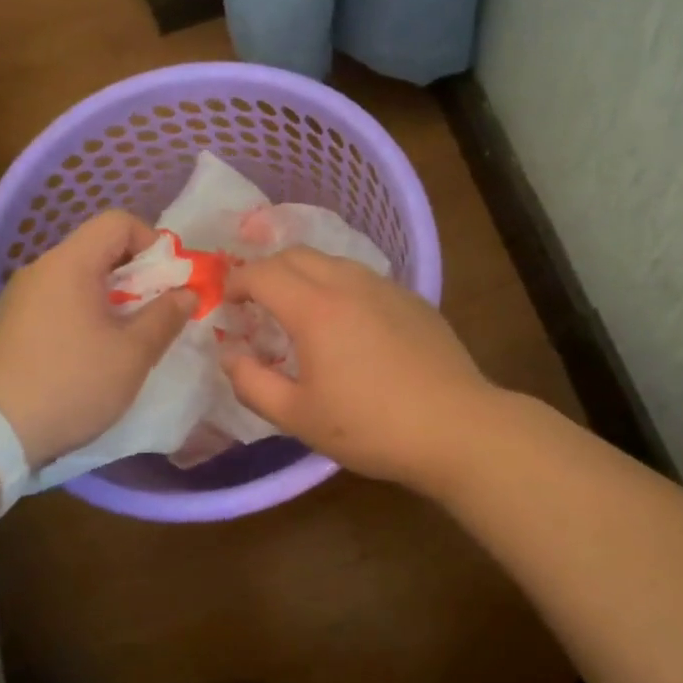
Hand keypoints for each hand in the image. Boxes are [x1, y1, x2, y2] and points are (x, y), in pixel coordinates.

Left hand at [0, 211, 192, 466]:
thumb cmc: (71, 384)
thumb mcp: (132, 354)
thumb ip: (165, 316)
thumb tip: (187, 292)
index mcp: (70, 264)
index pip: (118, 222)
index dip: (153, 242)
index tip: (170, 280)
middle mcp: (41, 269)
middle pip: (98, 249)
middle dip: (138, 275)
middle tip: (158, 312)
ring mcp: (20, 297)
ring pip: (79, 278)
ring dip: (112, 298)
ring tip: (129, 337)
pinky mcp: (10, 324)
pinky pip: (58, 302)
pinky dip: (85, 314)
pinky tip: (93, 353)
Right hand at [224, 248, 491, 488]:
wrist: (456, 428)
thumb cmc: (370, 427)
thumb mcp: (297, 416)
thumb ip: (251, 383)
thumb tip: (230, 355)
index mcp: (315, 308)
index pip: (262, 273)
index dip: (236, 283)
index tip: (227, 304)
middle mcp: (348, 283)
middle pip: (296, 254)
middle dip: (266, 270)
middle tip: (256, 304)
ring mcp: (385, 287)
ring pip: (331, 261)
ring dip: (303, 274)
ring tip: (298, 310)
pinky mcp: (412, 299)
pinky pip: (362, 277)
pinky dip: (337, 285)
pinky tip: (346, 323)